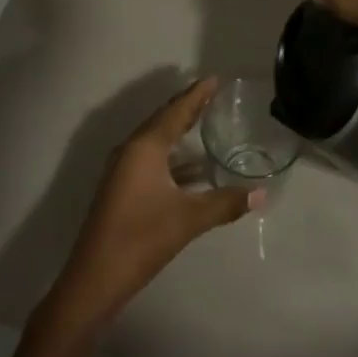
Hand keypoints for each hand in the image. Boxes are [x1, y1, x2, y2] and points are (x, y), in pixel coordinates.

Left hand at [43, 79, 257, 332]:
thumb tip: (262, 194)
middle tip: (211, 94)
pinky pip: (151, 159)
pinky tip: (192, 168)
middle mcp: (131, 151)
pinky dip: (172, 157)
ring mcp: (122, 170)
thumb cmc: (141, 238)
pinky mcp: (121, 188)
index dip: (196, 95)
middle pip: (163, 121)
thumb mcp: (188, 219)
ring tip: (204, 123)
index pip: (175, 112)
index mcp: (144, 148)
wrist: (95, 278)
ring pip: (155, 141)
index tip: (214, 78)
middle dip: (187, 107)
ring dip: (178, 132)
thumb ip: (225, 203)